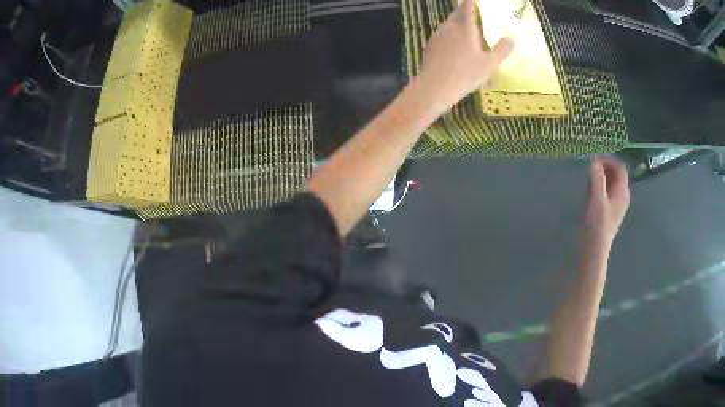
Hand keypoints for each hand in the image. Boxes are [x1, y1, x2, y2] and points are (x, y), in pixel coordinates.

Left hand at [417, 0, 513, 107]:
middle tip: (475, 16)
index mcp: (464, 27)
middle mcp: (448, 27)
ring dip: (458, 25)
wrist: (434, 87)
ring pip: (449, 25)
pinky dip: (451, 36)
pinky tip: (456, 49)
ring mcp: (437, 35)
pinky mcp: (430, 45)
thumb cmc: (465, 74)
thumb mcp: (489, 64)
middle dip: (466, 13)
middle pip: (457, 14)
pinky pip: (443, 36)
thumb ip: (501, 50)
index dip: (471, 2)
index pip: (467, 6)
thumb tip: (511, 39)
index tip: (475, 1)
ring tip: (468, 33)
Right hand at [583, 157, 629, 247]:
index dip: (609, 160)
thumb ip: (596, 178)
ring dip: (600, 177)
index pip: (620, 168)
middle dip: (604, 167)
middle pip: (616, 174)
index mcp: (622, 192)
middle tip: (590, 167)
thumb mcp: (596, 199)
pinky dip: (599, 186)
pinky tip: (589, 190)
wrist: (594, 250)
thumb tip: (593, 160)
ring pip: (610, 183)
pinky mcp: (608, 211)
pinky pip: (606, 192)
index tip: (595, 159)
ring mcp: (615, 205)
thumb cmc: (597, 225)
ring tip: (588, 177)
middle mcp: (621, 196)